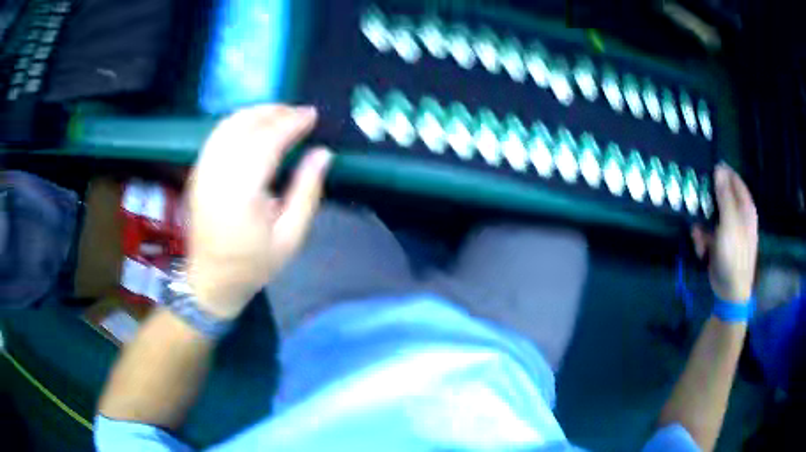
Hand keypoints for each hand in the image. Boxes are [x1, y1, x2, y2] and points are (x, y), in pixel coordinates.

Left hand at [186, 105, 331, 318]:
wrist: (211, 280)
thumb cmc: (253, 264)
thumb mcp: (290, 237)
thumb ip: (307, 191)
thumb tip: (322, 154)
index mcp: (241, 193)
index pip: (267, 140)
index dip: (291, 122)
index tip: (312, 115)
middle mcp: (217, 174)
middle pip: (245, 125)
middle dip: (275, 112)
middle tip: (299, 113)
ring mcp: (203, 171)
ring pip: (228, 124)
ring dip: (256, 113)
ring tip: (280, 114)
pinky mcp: (197, 172)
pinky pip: (217, 134)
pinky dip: (238, 122)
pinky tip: (254, 126)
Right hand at [692, 164, 757, 302]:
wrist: (730, 291)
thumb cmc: (734, 255)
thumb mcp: (729, 223)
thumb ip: (724, 195)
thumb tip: (719, 167)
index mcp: (745, 208)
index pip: (734, 180)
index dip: (722, 173)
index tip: (706, 168)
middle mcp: (739, 216)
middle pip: (722, 197)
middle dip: (708, 200)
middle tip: (694, 198)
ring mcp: (730, 231)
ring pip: (713, 216)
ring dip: (703, 223)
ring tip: (697, 233)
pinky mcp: (721, 244)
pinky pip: (709, 233)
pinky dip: (703, 239)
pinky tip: (700, 248)